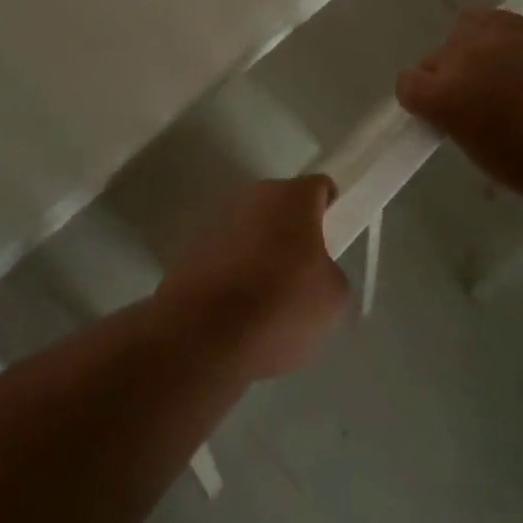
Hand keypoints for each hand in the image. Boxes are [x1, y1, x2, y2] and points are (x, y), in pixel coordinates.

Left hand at [157, 176, 350, 381]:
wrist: (203, 335)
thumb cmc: (280, 307)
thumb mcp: (332, 299)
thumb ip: (330, 272)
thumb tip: (315, 272)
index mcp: (291, 197)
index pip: (319, 187)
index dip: (330, 210)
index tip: (331, 240)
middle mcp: (252, 195)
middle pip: (282, 205)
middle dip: (293, 230)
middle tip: (302, 272)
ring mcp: (216, 217)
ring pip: (251, 226)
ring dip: (261, 247)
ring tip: (266, 295)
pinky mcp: (191, 244)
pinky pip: (225, 248)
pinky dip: (233, 266)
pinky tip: (236, 304)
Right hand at [397, 9, 522, 202]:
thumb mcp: (475, 149)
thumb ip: (453, 118)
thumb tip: (456, 106)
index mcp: (441, 95)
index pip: (406, 83)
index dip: (420, 100)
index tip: (438, 113)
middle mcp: (460, 57)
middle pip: (434, 56)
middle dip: (447, 76)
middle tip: (473, 96)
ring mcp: (496, 36)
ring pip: (464, 27)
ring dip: (470, 46)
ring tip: (493, 66)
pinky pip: (499, 19)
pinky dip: (500, 35)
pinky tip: (518, 55)